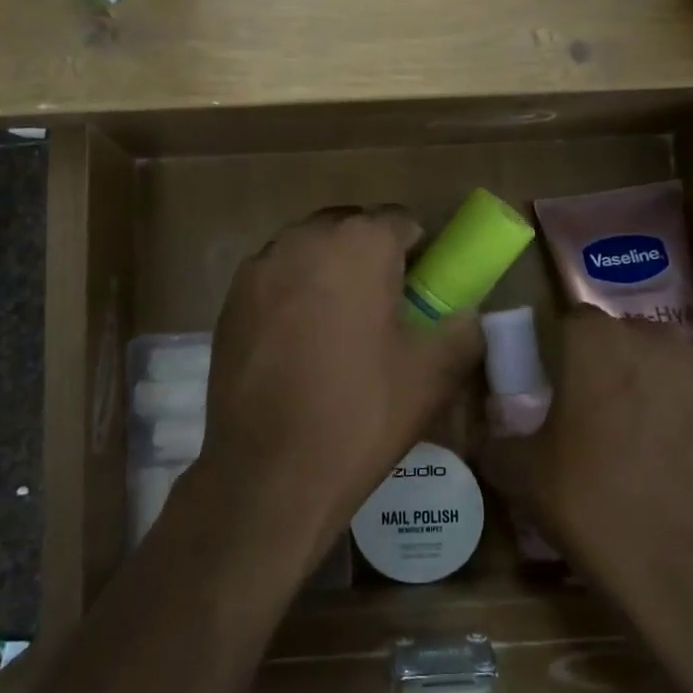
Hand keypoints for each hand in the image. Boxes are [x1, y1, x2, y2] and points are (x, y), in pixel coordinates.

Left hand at [201, 207, 484, 548]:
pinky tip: (298, 345)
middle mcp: (303, 238)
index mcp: (358, 243)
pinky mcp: (229, 301)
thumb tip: (463, 314)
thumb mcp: (435, 373)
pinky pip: (276, 280)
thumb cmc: (361, 412)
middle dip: (370, 256)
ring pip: (308, 252)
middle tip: (383, 308)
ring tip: (338, 328)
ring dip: (329, 272)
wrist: (271, 472)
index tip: (422, 291)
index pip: (400, 220)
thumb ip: (463, 328)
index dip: (419, 252)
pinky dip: (293, 295)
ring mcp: (259, 268)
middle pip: (350, 228)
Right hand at [481, 307, 692, 580]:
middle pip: (631, 339)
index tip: (562, 387)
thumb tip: (492, 440)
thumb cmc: (594, 507)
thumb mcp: (522, 477)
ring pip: (679, 367)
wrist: (692, 570)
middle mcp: (661, 341)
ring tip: (659, 445)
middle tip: (607, 419)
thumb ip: (498, 443)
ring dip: (665, 390)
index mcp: (599, 343)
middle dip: (617, 368)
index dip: (566, 351)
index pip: (575, 321)